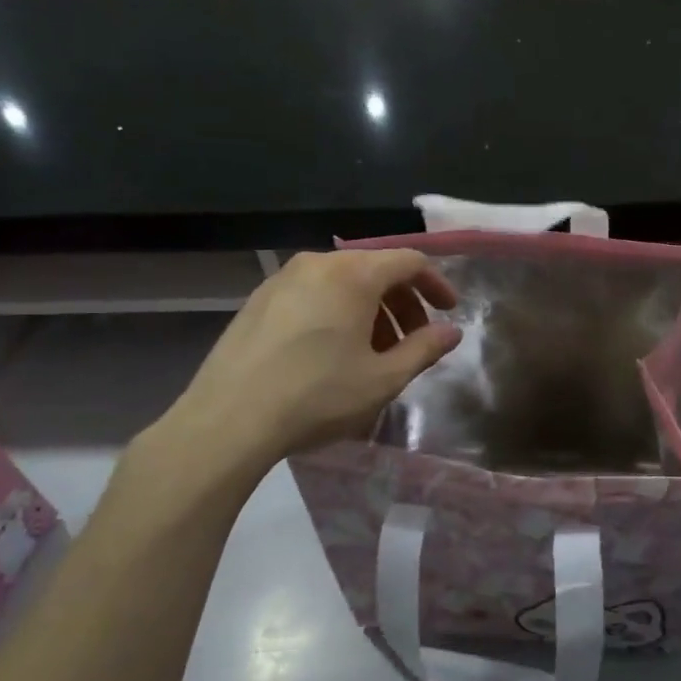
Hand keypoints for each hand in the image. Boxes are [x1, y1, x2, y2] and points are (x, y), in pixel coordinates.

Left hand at [159, 249, 461, 469]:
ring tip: (374, 353)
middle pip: (375, 270)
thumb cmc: (318, 395)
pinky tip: (332, 353)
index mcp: (353, 274)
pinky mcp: (258, 300)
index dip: (436, 284)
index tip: (449, 313)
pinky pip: (313, 294)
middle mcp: (318, 263)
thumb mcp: (383, 378)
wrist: (229, 419)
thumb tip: (451, 331)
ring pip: (343, 283)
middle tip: (413, 342)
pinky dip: (337, 313)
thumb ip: (424, 349)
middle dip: (403, 303)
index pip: (409, 261)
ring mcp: (282, 279)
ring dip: (371, 311)